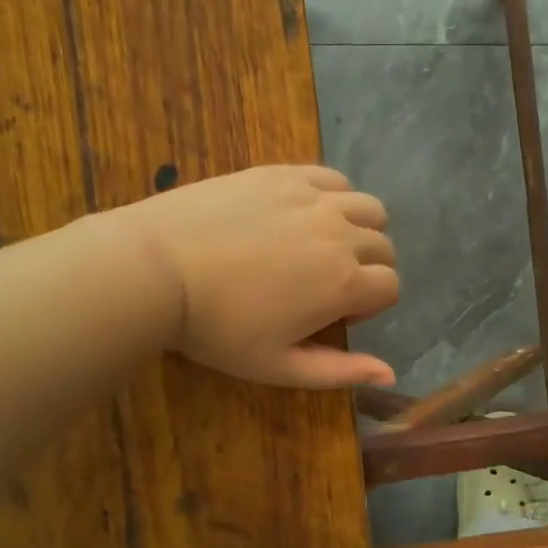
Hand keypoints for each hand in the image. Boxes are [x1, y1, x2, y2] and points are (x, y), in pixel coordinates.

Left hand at [118, 165, 399, 388]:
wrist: (157, 269)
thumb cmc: (217, 328)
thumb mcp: (278, 366)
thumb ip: (339, 372)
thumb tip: (390, 372)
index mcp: (345, 284)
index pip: (391, 287)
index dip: (370, 306)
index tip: (335, 315)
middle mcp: (341, 234)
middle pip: (383, 246)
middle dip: (368, 268)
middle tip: (326, 284)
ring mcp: (313, 198)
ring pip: (368, 208)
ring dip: (360, 228)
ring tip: (323, 244)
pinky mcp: (284, 174)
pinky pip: (333, 179)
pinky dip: (334, 196)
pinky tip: (305, 213)